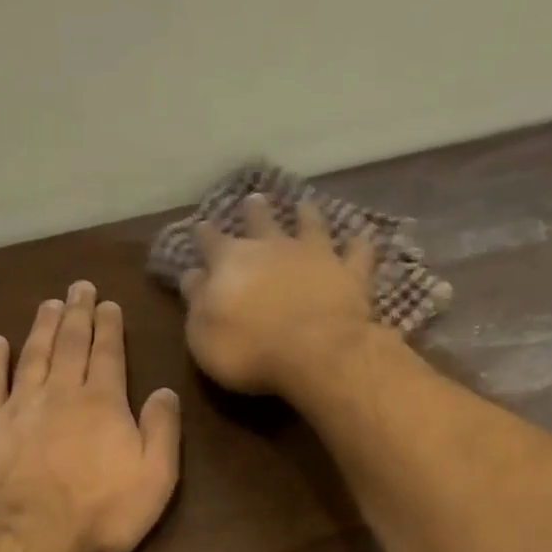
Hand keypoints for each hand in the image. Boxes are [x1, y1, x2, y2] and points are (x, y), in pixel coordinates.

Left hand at [0, 281, 181, 551]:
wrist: (29, 535)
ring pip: (33, 355)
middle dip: (77, 314)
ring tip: (49, 303)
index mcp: (103, 403)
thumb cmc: (100, 512)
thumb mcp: (155, 477)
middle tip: (79, 287)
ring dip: (42, 327)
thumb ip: (162, 430)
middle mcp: (61, 393)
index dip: (109, 327)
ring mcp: (20, 406)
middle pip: (70, 344)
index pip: (108, 354)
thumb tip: (165, 391)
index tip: (108, 303)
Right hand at [178, 194, 380, 395]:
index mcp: (231, 261)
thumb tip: (192, 275)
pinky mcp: (350, 273)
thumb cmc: (248, 350)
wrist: (315, 352)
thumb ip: (197, 301)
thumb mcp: (203, 334)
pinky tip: (359, 240)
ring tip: (304, 205)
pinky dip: (358, 246)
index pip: (211, 241)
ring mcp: (315, 256)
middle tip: (255, 199)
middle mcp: (272, 247)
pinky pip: (357, 253)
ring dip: (306, 215)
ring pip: (310, 225)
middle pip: (261, 221)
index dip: (204, 235)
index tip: (200, 227)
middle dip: (255, 211)